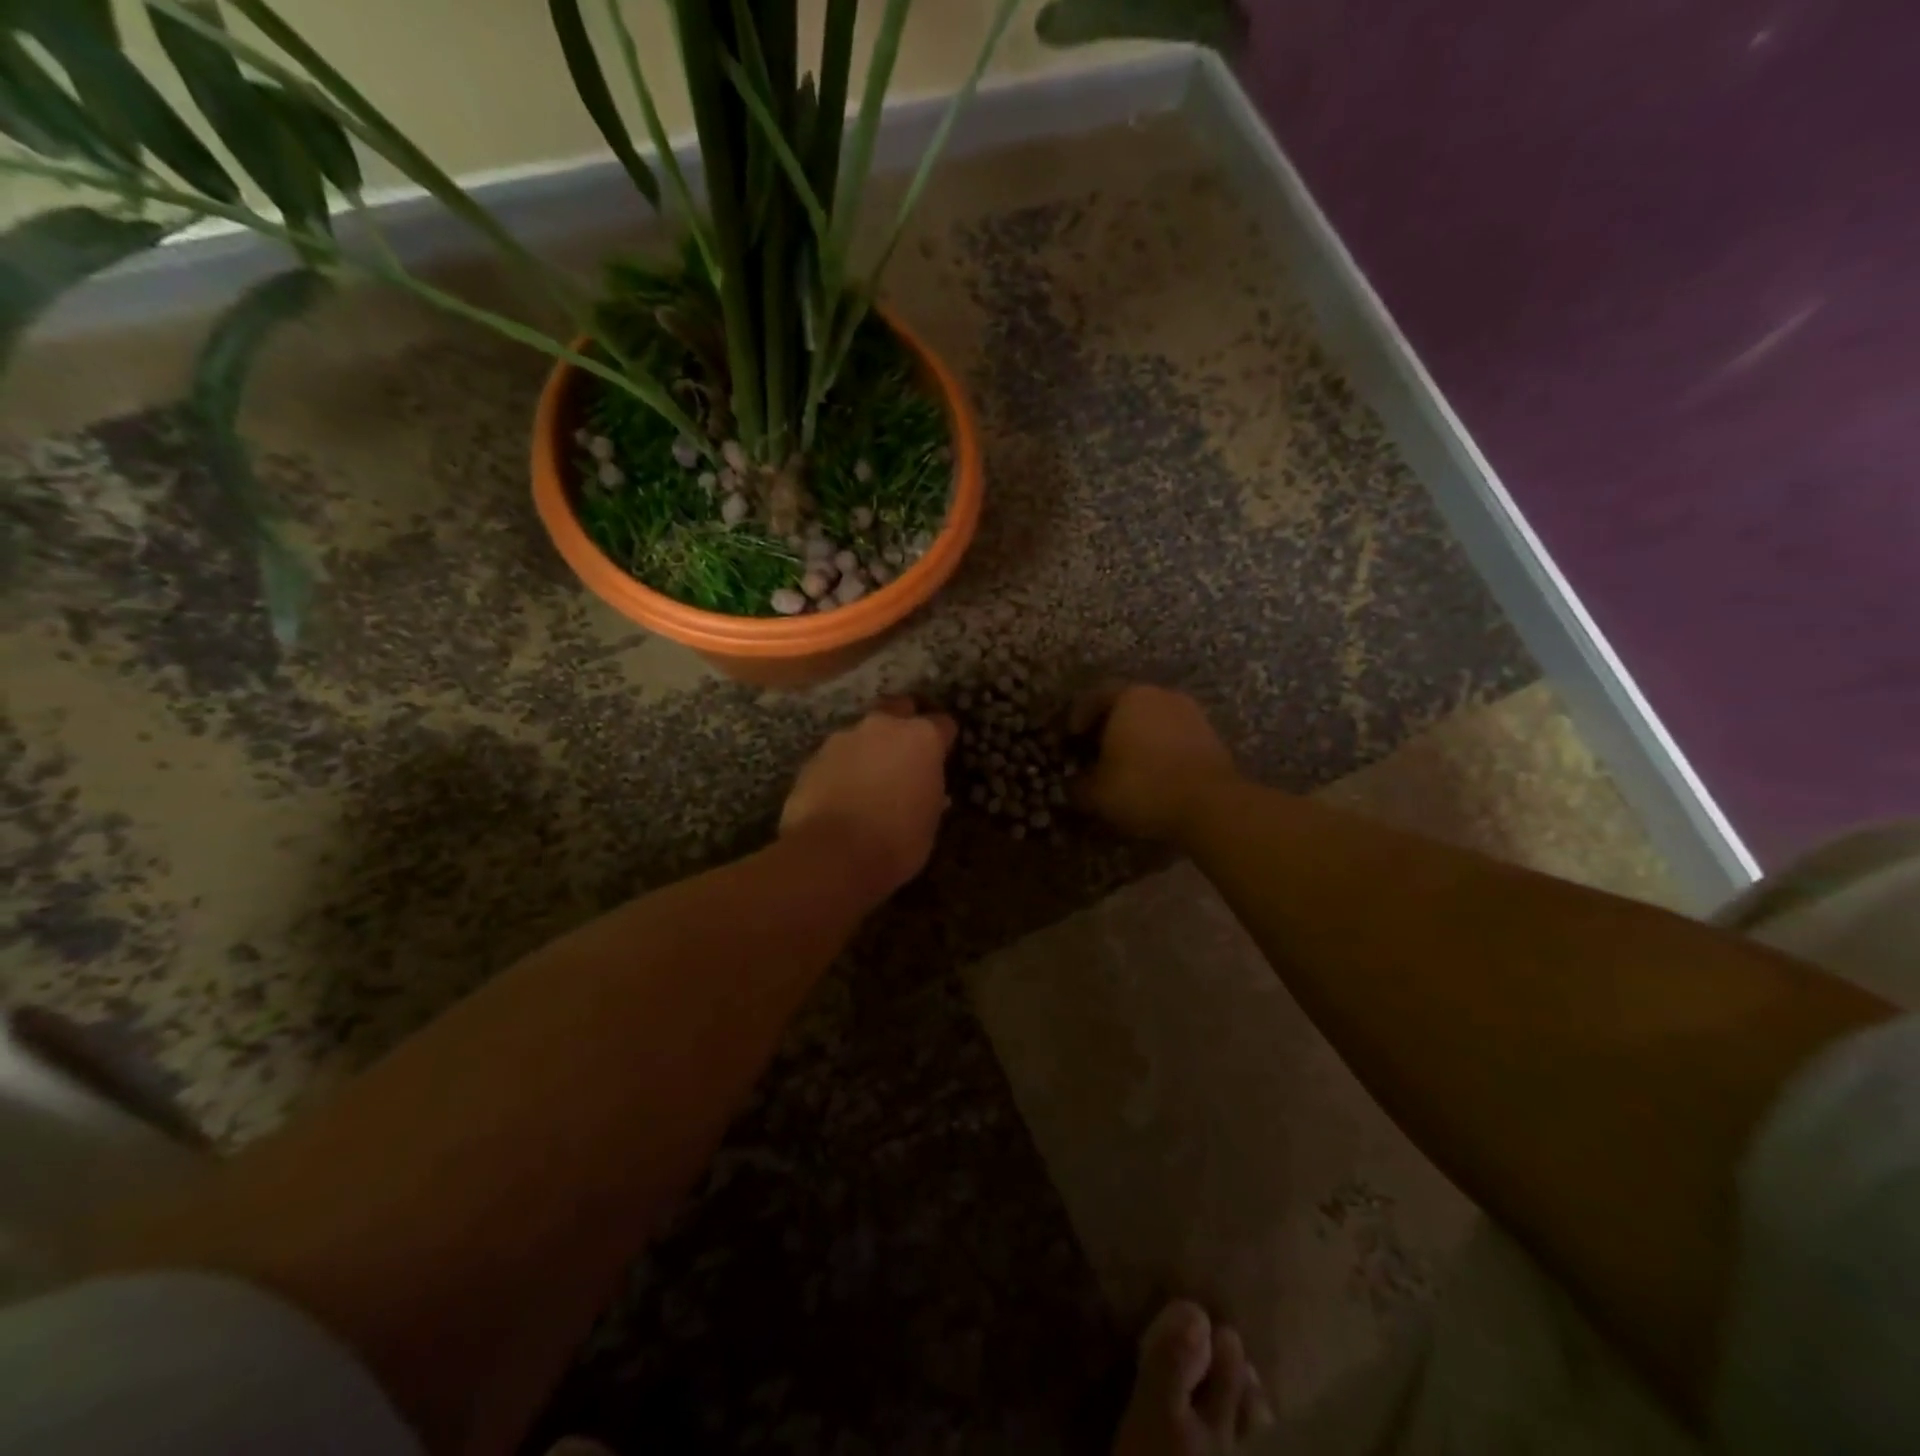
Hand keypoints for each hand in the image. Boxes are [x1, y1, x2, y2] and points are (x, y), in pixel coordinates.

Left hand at [780, 702, 957, 895]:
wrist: (831, 855)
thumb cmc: (896, 842)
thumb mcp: (929, 822)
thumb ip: (929, 793)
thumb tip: (924, 789)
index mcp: (921, 738)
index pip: (943, 724)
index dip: (944, 740)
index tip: (942, 757)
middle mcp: (883, 727)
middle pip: (899, 709)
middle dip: (904, 724)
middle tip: (905, 754)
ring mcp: (844, 738)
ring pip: (863, 733)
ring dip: (869, 748)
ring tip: (868, 780)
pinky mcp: (813, 757)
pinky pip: (837, 756)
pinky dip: (843, 768)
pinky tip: (842, 794)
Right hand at [1072, 684, 1237, 839]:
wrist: (1210, 804)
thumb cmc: (1143, 786)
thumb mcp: (1096, 792)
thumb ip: (1078, 785)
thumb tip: (1072, 784)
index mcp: (1128, 697)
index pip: (1094, 697)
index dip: (1078, 717)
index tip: (1069, 738)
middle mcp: (1160, 695)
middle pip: (1126, 705)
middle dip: (1109, 726)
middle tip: (1095, 750)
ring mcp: (1191, 713)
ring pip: (1153, 720)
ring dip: (1137, 737)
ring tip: (1125, 764)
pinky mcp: (1211, 735)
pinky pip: (1175, 736)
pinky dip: (1160, 749)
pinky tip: (1154, 772)